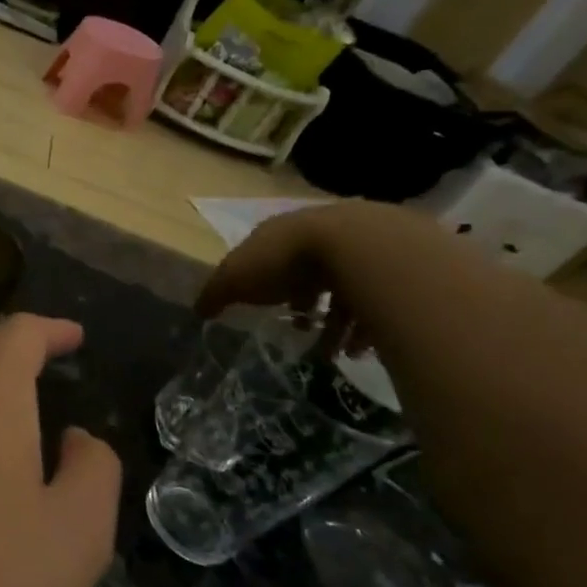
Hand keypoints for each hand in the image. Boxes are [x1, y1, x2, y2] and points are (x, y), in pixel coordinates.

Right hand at [196, 202, 439, 349]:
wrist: (358, 246)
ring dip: (336, 323)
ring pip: (345, 289)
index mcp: (279, 233)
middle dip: (305, 303)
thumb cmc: (285, 261)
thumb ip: (215, 294)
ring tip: (333, 353)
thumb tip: (197, 310)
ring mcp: (357, 247)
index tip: (265, 308)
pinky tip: (358, 349)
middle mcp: (317, 234)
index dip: (262, 282)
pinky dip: (366, 327)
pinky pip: (376, 301)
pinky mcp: (390, 266)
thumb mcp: (236, 278)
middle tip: (301, 331)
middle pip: (309, 273)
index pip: (266, 255)